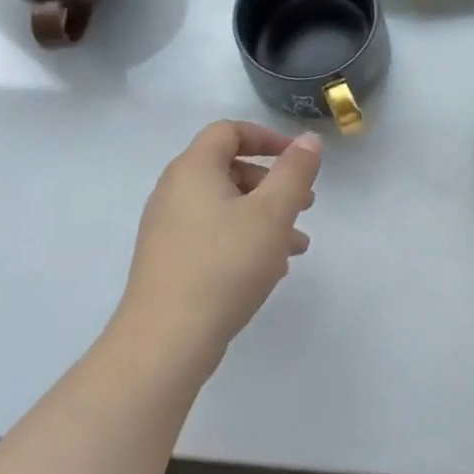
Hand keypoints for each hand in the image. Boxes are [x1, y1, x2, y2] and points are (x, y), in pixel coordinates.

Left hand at [119, 121, 322, 372]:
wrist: (165, 341)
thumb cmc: (224, 265)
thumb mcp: (272, 213)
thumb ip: (295, 172)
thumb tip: (307, 140)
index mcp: (193, 169)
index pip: (228, 132)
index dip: (266, 137)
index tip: (298, 159)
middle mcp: (174, 191)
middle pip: (228, 169)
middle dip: (272, 184)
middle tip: (305, 206)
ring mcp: (167, 229)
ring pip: (225, 207)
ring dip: (264, 217)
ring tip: (297, 246)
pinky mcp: (168, 261)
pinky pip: (213, 235)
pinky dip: (243, 240)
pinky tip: (270, 270)